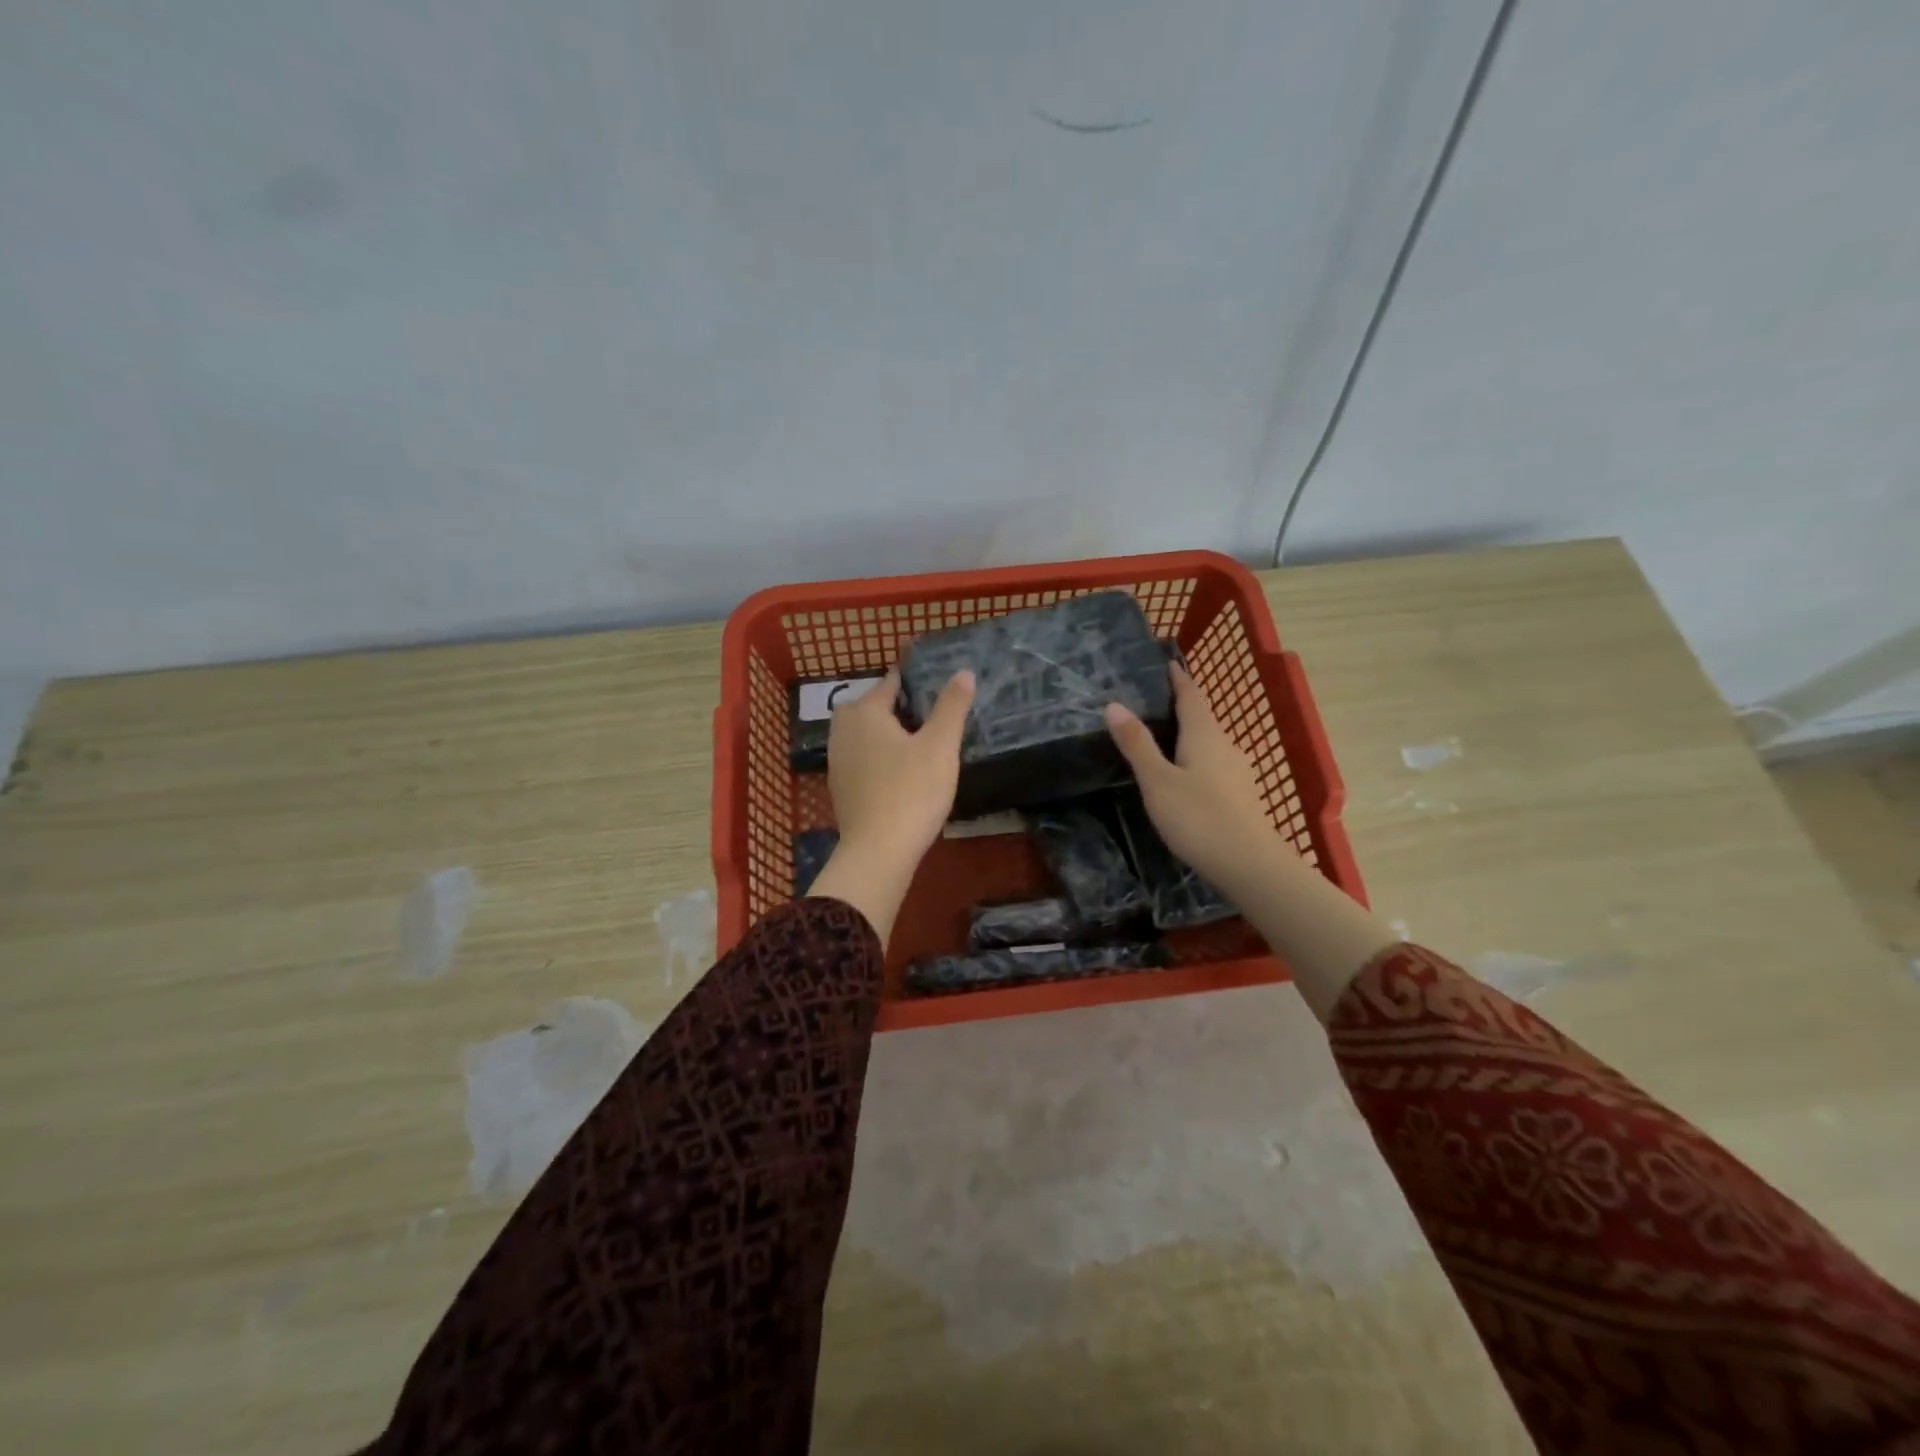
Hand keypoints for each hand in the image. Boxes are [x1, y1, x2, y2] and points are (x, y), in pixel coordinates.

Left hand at [806, 667, 974, 942]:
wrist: (878, 851)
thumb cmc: (912, 791)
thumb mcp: (940, 746)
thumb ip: (951, 707)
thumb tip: (963, 672)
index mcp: (865, 713)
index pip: (888, 684)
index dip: (909, 680)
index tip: (928, 682)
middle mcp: (844, 731)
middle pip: (867, 707)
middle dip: (890, 705)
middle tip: (921, 713)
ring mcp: (837, 761)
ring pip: (860, 734)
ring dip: (881, 732)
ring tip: (912, 741)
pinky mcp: (840, 788)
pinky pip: (858, 758)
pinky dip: (874, 756)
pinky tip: (896, 770)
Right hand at [1104, 666, 1284, 887]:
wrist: (1250, 865)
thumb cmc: (1199, 818)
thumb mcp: (1157, 781)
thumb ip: (1137, 744)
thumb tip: (1113, 704)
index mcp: (1204, 735)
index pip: (1191, 696)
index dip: (1179, 679)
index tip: (1167, 663)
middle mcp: (1225, 746)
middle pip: (1202, 718)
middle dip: (1182, 706)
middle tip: (1154, 700)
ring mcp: (1237, 772)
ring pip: (1210, 743)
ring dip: (1190, 734)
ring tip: (1164, 737)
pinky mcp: (1241, 795)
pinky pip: (1215, 764)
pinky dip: (1197, 758)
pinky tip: (1186, 774)